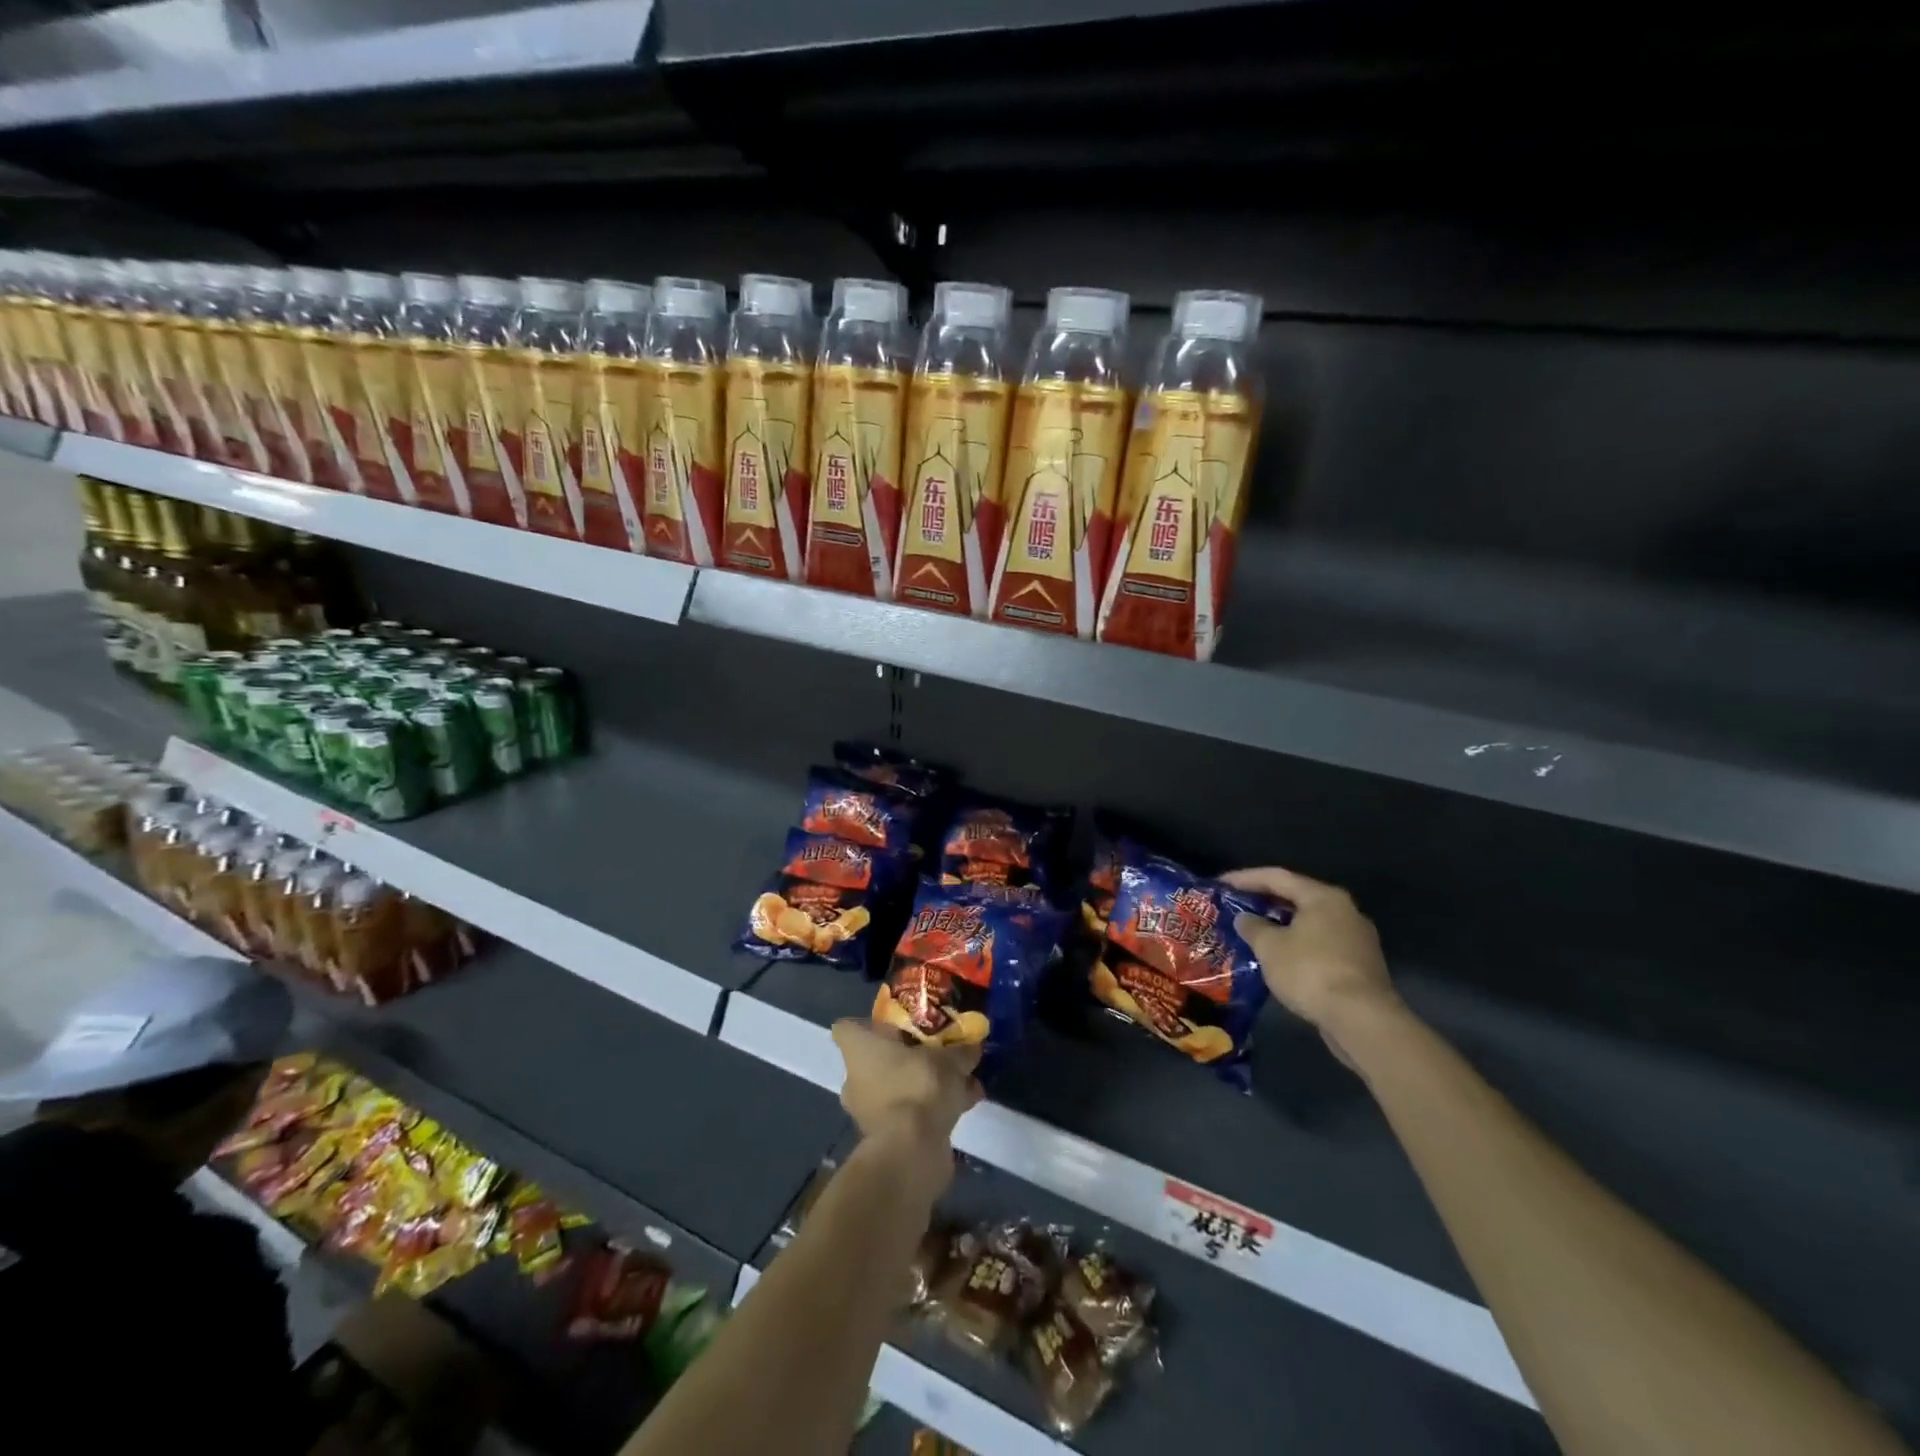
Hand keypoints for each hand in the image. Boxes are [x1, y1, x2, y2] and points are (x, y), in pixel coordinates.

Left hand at [832, 1020, 981, 1185]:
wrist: (912, 1152)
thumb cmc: (919, 1086)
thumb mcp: (949, 1060)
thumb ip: (961, 1050)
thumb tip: (973, 1046)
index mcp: (859, 1051)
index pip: (847, 1028)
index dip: (869, 1025)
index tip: (895, 1024)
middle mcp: (855, 1079)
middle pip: (877, 1059)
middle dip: (906, 1057)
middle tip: (936, 1052)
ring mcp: (867, 1112)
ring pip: (896, 1088)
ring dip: (924, 1084)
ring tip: (961, 1081)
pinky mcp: (884, 1139)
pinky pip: (909, 1113)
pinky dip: (931, 1109)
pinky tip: (964, 1106)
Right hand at [1222, 866, 1404, 1061]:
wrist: (1362, 1020)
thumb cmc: (1310, 972)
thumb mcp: (1269, 947)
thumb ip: (1253, 927)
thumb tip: (1245, 918)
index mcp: (1323, 897)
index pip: (1277, 877)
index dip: (1245, 878)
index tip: (1220, 884)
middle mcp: (1345, 911)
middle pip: (1297, 898)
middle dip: (1264, 902)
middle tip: (1236, 907)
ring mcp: (1357, 939)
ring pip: (1310, 924)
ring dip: (1281, 927)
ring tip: (1254, 934)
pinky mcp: (1361, 965)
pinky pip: (1321, 945)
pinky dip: (1297, 946)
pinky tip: (1279, 959)